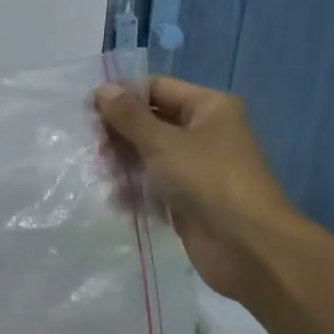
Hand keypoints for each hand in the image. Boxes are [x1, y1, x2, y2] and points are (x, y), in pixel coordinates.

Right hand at [95, 77, 300, 299]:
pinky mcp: (186, 198)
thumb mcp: (163, 142)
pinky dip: (133, 189)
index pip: (157, 88)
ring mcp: (195, 167)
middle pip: (150, 122)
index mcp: (208, 107)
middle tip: (92, 146)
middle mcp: (204, 132)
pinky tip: (115, 199)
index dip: (123, 95)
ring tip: (100, 174)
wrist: (246, 245)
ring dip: (122, 163)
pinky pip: (153, 185)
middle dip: (119, 133)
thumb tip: (103, 89)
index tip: (87, 108)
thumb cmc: (206, 179)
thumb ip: (129, 116)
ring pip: (148, 155)